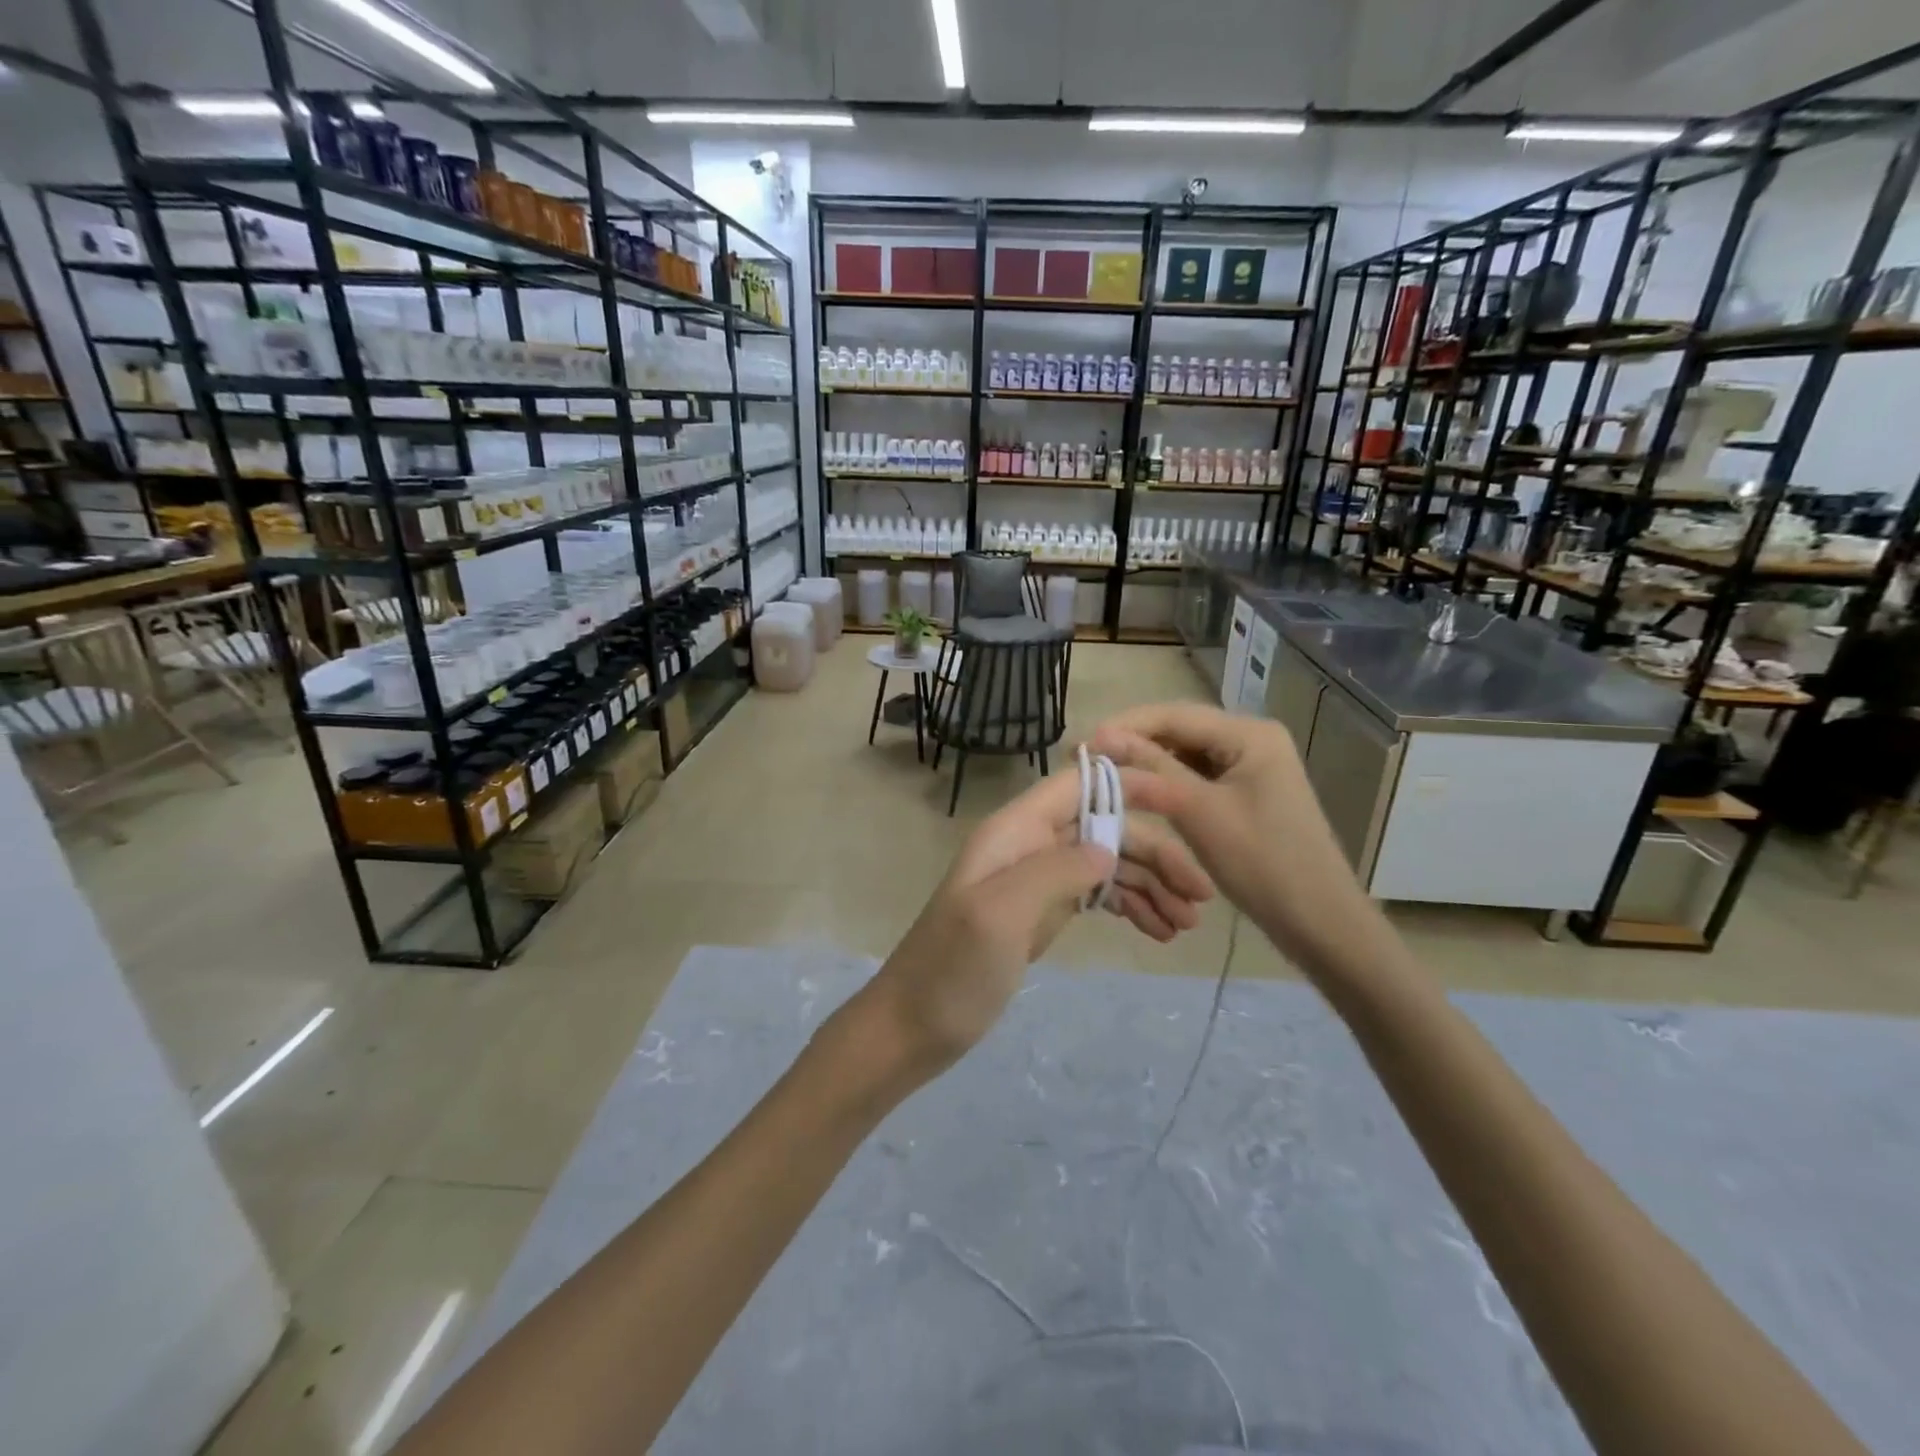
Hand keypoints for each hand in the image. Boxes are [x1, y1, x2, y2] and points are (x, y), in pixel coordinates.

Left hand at [852, 765, 1213, 1079]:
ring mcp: (1037, 880)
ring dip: (1149, 885)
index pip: (1080, 784)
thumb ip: (1056, 870)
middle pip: (1104, 827)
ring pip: (1106, 862)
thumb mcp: (1001, 915)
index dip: (1132, 785)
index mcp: (1014, 831)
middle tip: (1201, 897)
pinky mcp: (1043, 913)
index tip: (1186, 805)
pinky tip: (1158, 931)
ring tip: (1186, 925)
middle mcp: (1029, 845)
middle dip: (1155, 853)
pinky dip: (1129, 906)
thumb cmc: (953, 971)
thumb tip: (1109, 846)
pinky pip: (1096, 895)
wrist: (914, 1026)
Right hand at [1091, 703, 1395, 987]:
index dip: (1124, 726)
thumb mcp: (1199, 812)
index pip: (1174, 714)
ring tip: (1104, 776)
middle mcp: (1252, 739)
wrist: (1318, 921)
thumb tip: (1100, 737)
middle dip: (1133, 743)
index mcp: (1250, 734)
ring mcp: (1251, 766)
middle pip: (1180, 730)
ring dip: (1147, 763)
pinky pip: (1197, 776)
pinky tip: (1139, 793)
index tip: (1081, 745)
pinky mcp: (1246, 792)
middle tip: (1086, 762)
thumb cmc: (1262, 863)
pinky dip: (1167, 783)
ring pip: (1186, 754)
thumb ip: (1151, 770)